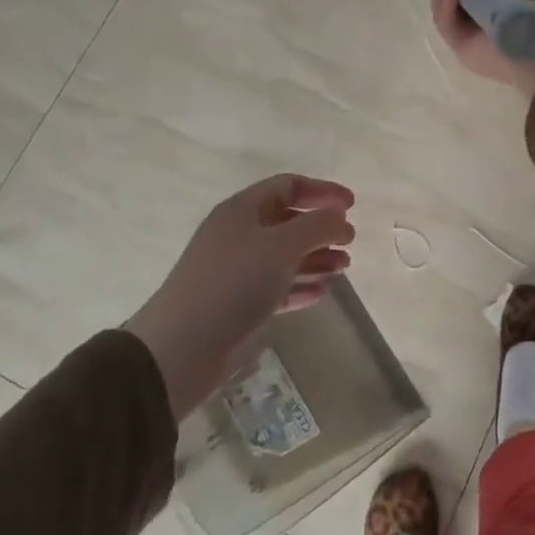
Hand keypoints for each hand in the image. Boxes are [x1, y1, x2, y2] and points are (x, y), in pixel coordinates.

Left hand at [125, 174, 355, 417]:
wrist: (182, 348)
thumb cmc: (234, 283)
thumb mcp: (283, 246)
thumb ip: (317, 225)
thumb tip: (339, 217)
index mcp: (243, 210)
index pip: (288, 186)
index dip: (322, 191)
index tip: (352, 206)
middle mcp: (239, 234)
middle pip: (289, 221)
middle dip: (322, 228)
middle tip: (350, 241)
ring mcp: (237, 270)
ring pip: (285, 255)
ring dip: (317, 257)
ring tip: (343, 268)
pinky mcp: (238, 303)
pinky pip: (277, 285)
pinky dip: (301, 285)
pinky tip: (322, 292)